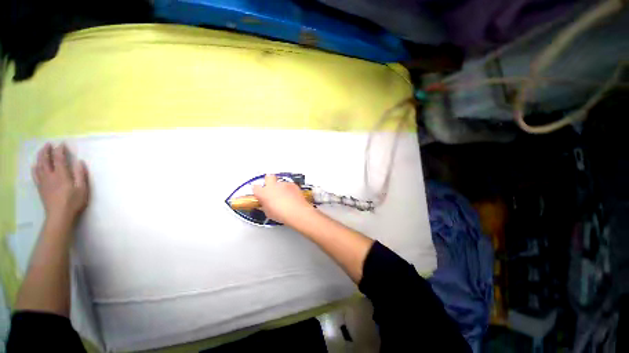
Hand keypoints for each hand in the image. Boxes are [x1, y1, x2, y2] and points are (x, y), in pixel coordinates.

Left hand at [32, 143, 89, 224]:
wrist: (59, 216)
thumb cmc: (74, 202)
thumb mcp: (82, 188)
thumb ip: (80, 174)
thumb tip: (79, 162)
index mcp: (61, 174)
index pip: (59, 158)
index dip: (60, 150)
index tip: (61, 144)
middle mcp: (50, 175)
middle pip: (45, 160)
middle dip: (46, 151)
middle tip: (48, 144)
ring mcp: (43, 181)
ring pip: (39, 166)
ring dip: (40, 157)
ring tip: (42, 151)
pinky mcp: (40, 187)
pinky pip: (35, 175)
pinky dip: (35, 168)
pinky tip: (35, 166)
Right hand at [253, 174, 314, 225]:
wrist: (296, 212)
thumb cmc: (282, 214)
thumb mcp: (268, 213)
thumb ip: (265, 205)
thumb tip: (265, 204)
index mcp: (263, 193)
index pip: (255, 187)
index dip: (257, 190)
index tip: (259, 192)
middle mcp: (272, 186)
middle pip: (268, 177)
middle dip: (269, 181)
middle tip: (271, 188)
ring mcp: (283, 184)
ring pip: (280, 182)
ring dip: (280, 187)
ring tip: (284, 197)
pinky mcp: (292, 184)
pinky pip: (289, 185)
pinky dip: (289, 189)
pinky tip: (291, 197)